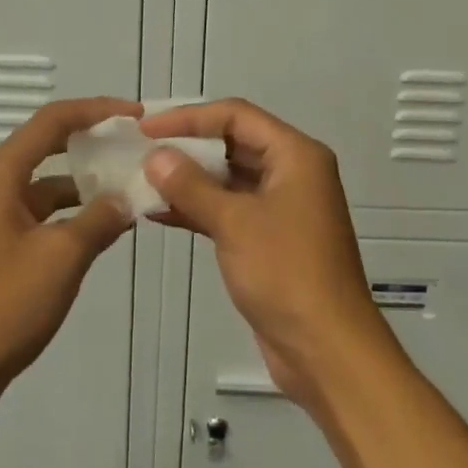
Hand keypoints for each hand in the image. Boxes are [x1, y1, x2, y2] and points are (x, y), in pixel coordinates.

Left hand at [0, 97, 141, 421]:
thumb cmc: (2, 306)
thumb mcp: (62, 257)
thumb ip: (99, 219)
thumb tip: (126, 198)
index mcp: (1, 174)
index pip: (53, 120)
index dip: (97, 109)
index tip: (136, 114)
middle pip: (48, 145)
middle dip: (93, 141)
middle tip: (136, 144)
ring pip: (47, 183)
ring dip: (86, 183)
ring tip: (131, 187)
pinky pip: (42, 214)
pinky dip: (73, 214)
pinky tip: (104, 228)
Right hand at [140, 98, 392, 411]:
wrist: (327, 351)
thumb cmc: (286, 274)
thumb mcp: (234, 223)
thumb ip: (191, 185)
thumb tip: (155, 156)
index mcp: (295, 155)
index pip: (236, 115)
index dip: (190, 117)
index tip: (148, 129)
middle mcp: (291, 173)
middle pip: (233, 143)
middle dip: (187, 147)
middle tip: (140, 151)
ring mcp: (281, 208)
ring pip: (228, 178)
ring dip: (188, 179)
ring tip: (141, 180)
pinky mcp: (269, 239)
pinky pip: (228, 209)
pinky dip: (197, 208)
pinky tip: (158, 213)